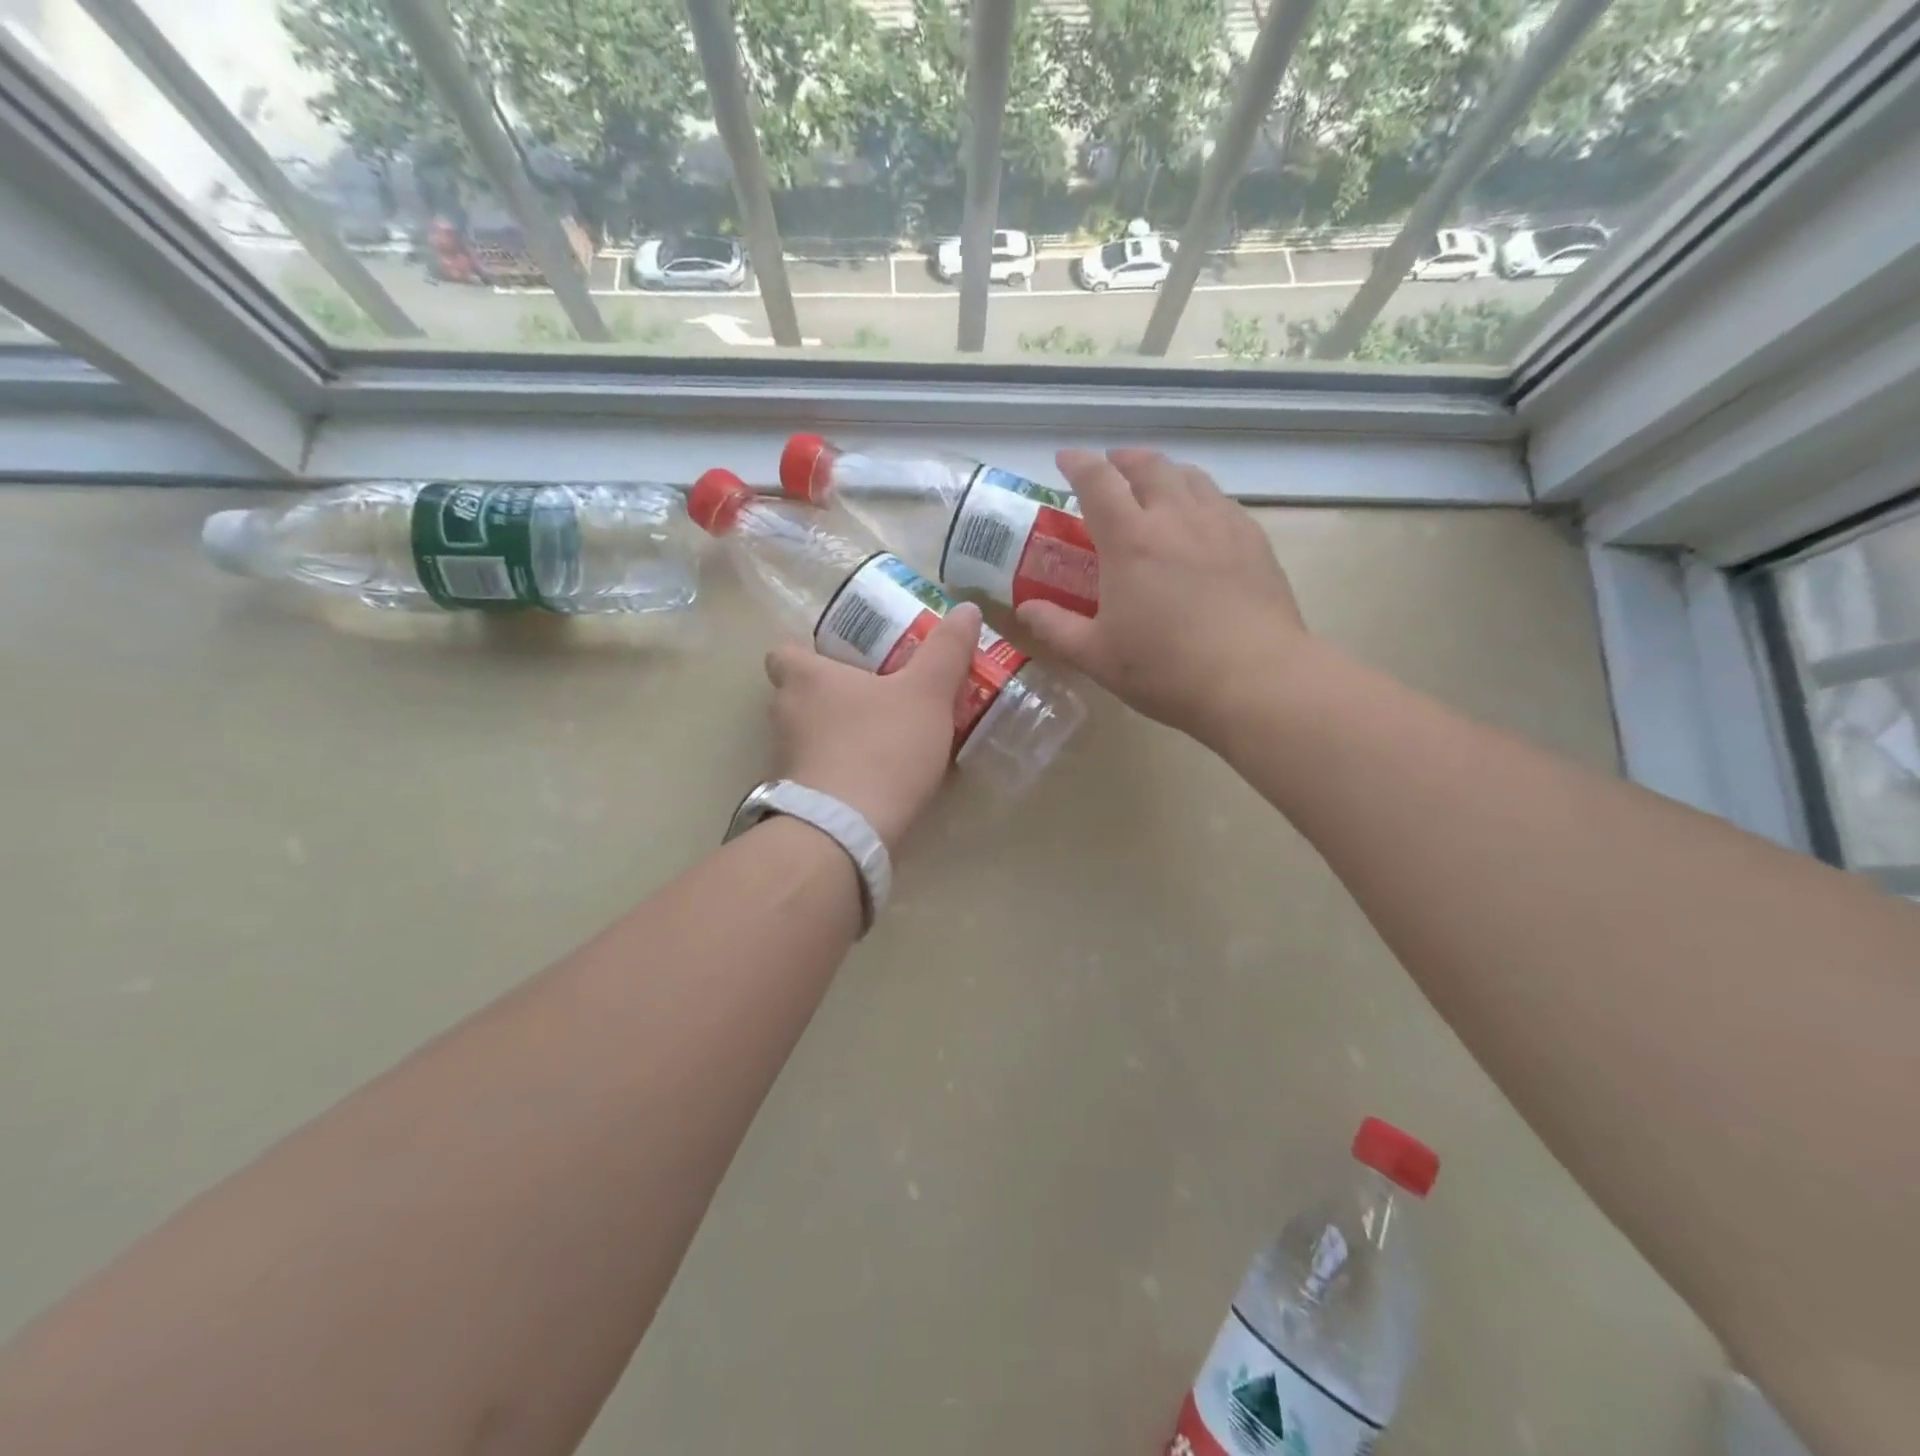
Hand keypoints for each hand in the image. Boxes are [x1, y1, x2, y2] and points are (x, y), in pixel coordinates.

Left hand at [764, 603, 982, 848]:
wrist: (847, 831)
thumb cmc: (882, 746)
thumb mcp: (927, 693)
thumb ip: (946, 651)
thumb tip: (967, 609)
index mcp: (805, 678)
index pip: (783, 652)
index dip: (808, 653)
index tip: (843, 661)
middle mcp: (783, 714)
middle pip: (797, 695)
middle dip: (831, 695)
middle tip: (876, 697)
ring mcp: (784, 760)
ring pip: (807, 735)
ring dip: (837, 735)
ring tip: (884, 740)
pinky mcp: (795, 799)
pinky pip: (817, 773)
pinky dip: (840, 772)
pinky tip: (877, 781)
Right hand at [1016, 448, 1312, 746]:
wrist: (1254, 679)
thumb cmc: (1165, 670)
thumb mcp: (1096, 656)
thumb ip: (1056, 627)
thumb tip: (1027, 608)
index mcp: (1130, 540)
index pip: (1098, 482)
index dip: (1078, 464)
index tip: (1065, 459)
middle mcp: (1175, 517)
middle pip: (1148, 466)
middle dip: (1124, 460)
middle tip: (1111, 467)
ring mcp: (1220, 524)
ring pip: (1189, 476)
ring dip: (1164, 472)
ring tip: (1155, 484)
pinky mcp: (1253, 540)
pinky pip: (1221, 500)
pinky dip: (1199, 495)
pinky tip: (1199, 518)